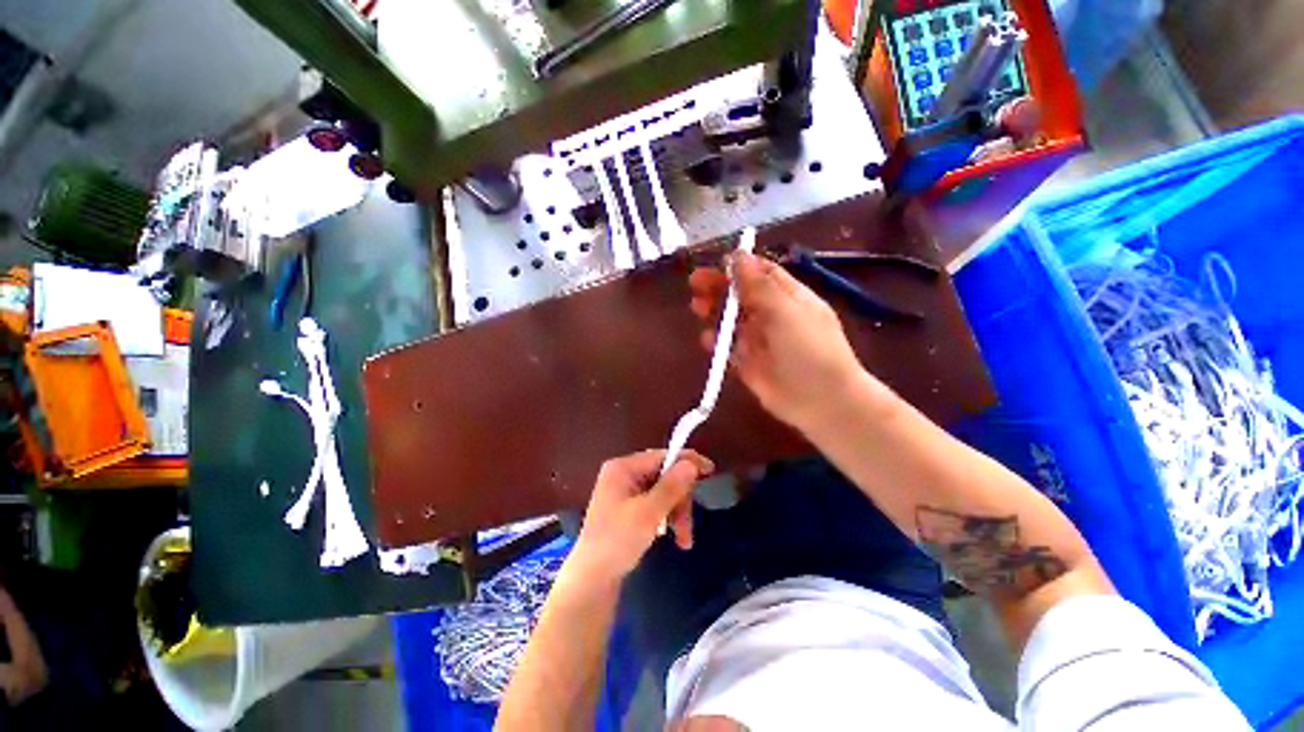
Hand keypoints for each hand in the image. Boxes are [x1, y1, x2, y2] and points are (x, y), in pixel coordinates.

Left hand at [572, 450, 714, 583]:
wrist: (592, 581)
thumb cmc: (617, 541)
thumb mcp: (648, 513)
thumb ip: (671, 487)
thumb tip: (691, 463)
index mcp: (623, 468)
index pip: (661, 456)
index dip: (686, 462)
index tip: (710, 470)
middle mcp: (624, 474)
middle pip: (664, 476)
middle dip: (680, 500)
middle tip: (687, 527)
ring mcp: (625, 492)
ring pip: (663, 493)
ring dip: (677, 513)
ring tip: (683, 540)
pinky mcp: (628, 508)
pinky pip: (655, 504)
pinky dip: (666, 518)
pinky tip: (671, 537)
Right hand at [689, 251, 865, 432]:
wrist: (821, 401)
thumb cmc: (809, 349)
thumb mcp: (785, 311)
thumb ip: (758, 285)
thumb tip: (738, 255)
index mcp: (788, 297)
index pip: (761, 273)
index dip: (739, 267)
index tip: (716, 264)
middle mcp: (773, 315)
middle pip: (741, 295)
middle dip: (719, 287)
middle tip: (695, 284)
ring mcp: (760, 340)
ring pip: (732, 320)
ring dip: (714, 311)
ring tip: (698, 308)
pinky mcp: (748, 363)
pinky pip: (728, 348)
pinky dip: (716, 342)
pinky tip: (707, 340)